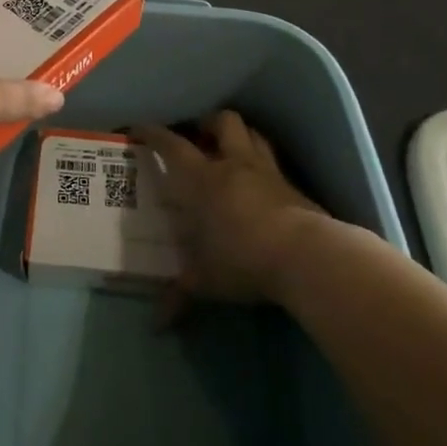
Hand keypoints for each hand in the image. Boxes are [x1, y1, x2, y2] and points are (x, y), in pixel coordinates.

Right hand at [133, 111, 325, 304]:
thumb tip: (156, 322)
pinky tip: (260, 183)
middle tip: (199, 138)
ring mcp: (267, 172)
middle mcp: (234, 165)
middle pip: (222, 122)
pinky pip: (275, 162)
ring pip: (252, 134)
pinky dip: (264, 165)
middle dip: (207, 124)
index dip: (154, 133)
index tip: (140, 128)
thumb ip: (180, 294)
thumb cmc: (243, 259)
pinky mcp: (294, 186)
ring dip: (239, 136)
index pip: (172, 145)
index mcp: (202, 179)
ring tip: (230, 150)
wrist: (306, 256)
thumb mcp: (206, 281)